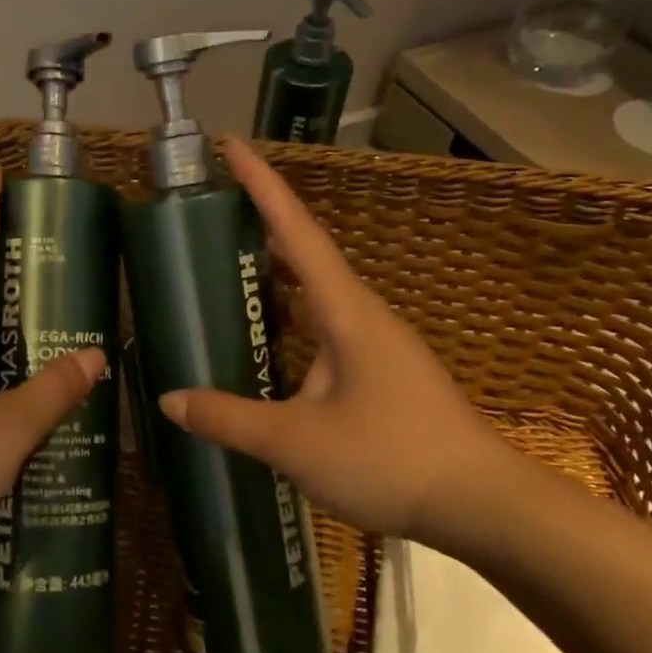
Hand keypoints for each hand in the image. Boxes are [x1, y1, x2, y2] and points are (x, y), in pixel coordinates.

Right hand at [158, 140, 524, 551]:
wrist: (482, 506)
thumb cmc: (390, 458)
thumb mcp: (296, 442)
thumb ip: (229, 418)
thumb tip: (170, 399)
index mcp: (346, 311)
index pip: (298, 232)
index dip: (263, 187)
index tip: (233, 146)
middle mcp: (363, 316)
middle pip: (307, 255)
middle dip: (263, 226)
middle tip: (214, 212)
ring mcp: (377, 346)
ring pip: (318, 296)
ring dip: (278, 277)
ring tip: (231, 270)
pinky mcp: (382, 376)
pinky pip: (326, 331)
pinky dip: (292, 323)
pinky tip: (270, 348)